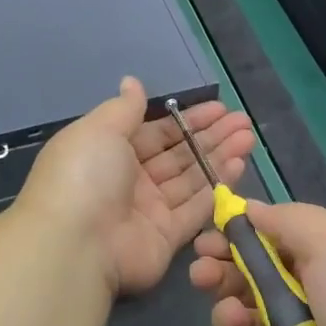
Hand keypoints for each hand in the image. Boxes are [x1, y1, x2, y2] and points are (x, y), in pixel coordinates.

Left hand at [19, 76, 256, 294]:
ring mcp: (149, 210)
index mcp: (110, 152)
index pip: (156, 132)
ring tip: (249, 137)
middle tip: (243, 121)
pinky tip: (239, 165)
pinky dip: (218, 187)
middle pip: (178, 154)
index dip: (187, 120)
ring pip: (191, 178)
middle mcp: (130, 180)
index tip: (219, 108)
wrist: (76, 243)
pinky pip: (196, 208)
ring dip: (219, 157)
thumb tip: (132, 82)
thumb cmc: (85, 175)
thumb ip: (124, 108)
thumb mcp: (100, 129)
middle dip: (211, 136)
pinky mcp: (167, 237)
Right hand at [190, 201, 325, 325]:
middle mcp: (308, 297)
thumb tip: (248, 207)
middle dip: (220, 270)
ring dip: (225, 308)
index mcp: (325, 260)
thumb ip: (285, 219)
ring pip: (242, 316)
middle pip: (249, 278)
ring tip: (229, 311)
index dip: (238, 236)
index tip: (210, 234)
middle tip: (200, 271)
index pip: (270, 241)